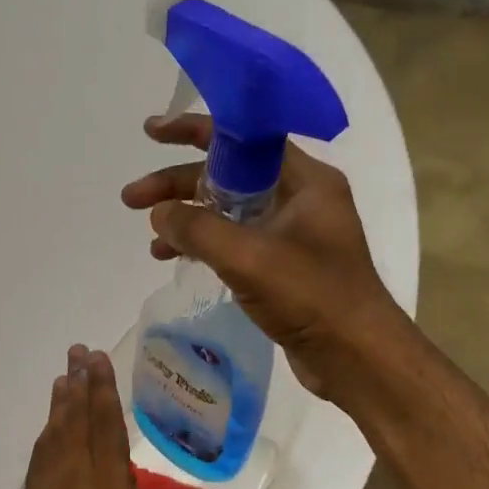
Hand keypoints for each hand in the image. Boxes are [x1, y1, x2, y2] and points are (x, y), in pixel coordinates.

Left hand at [13, 345, 264, 488]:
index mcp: (110, 487)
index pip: (106, 425)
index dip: (102, 388)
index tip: (97, 357)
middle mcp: (75, 479)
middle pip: (76, 421)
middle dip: (79, 383)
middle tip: (77, 350)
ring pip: (53, 437)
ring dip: (59, 405)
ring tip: (63, 378)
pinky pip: (38, 461)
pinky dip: (43, 437)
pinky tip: (46, 431)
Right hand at [120, 113, 408, 404]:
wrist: (357, 357)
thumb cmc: (311, 297)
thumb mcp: (248, 257)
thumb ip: (198, 230)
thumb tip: (159, 214)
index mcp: (304, 181)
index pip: (242, 138)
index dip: (193, 131)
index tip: (151, 133)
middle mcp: (300, 199)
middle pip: (228, 176)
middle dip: (178, 185)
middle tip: (132, 199)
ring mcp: (293, 234)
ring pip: (229, 212)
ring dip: (188, 219)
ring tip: (150, 239)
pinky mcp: (285, 267)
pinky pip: (236, 242)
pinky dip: (205, 246)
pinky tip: (176, 260)